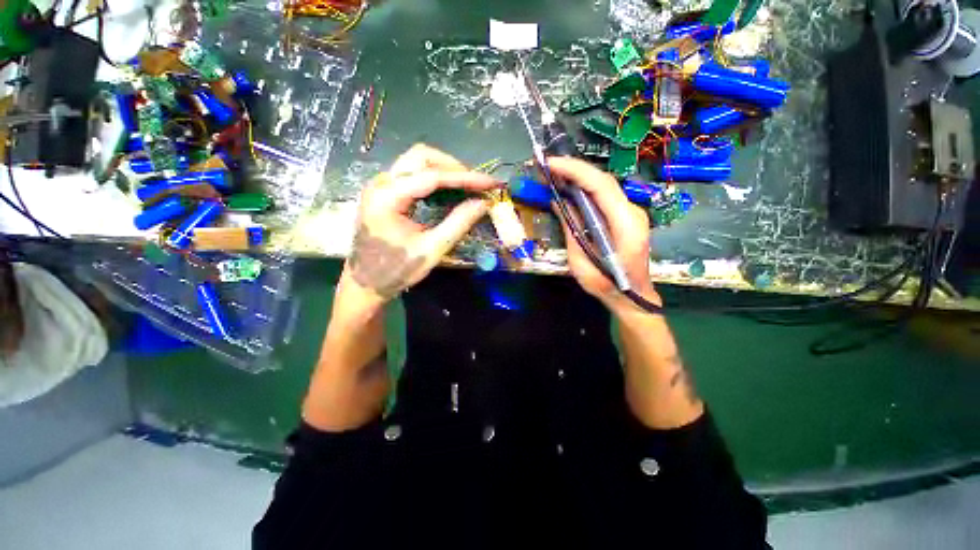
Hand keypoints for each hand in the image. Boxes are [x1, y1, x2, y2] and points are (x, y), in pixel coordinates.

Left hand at [342, 144, 498, 306]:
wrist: (366, 282)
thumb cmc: (397, 270)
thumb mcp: (432, 250)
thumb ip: (458, 224)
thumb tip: (483, 203)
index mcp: (388, 198)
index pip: (433, 176)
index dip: (465, 178)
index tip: (490, 182)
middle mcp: (381, 183)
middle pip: (421, 157)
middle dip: (454, 168)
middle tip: (476, 185)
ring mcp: (380, 185)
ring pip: (417, 161)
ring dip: (445, 170)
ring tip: (467, 187)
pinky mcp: (384, 192)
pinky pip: (412, 173)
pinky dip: (434, 178)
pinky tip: (448, 191)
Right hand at [548, 157, 660, 314]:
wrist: (633, 297)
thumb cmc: (607, 286)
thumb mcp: (581, 263)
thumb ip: (572, 230)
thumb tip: (559, 203)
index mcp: (626, 225)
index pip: (601, 186)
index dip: (575, 171)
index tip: (550, 164)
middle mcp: (632, 212)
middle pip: (603, 180)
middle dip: (574, 169)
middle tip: (548, 167)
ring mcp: (631, 212)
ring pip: (604, 185)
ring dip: (579, 177)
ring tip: (555, 174)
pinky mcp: (625, 216)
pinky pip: (604, 196)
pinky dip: (586, 188)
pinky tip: (570, 188)